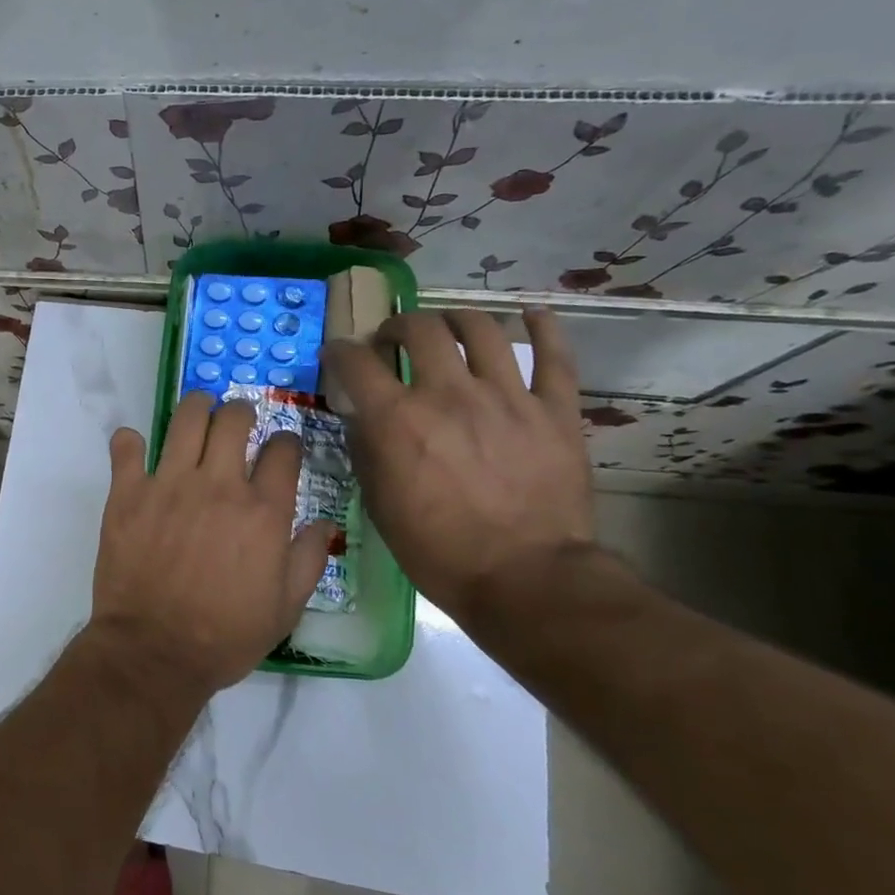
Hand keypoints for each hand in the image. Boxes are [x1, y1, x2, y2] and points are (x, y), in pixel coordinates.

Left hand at [88, 392, 333, 695]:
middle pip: (234, 420)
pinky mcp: (128, 493)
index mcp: (263, 511)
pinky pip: (127, 448)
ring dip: (196, 408)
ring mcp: (169, 485)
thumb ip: (308, 559)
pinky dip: (130, 442)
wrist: (155, 652)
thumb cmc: (225, 635)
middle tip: (238, 421)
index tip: (282, 447)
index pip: (283, 450)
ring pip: (186, 419)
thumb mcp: (286, 608)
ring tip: (198, 414)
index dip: (287, 442)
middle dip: (241, 411)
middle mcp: (219, 486)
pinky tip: (136, 448)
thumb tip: (322, 523)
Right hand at [322, 308, 593, 625]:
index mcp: (398, 419)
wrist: (526, 579)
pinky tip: (532, 314)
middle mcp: (448, 394)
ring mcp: (507, 397)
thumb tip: (362, 419)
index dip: (341, 351)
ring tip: (450, 329)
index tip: (339, 355)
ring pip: (482, 330)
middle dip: (399, 326)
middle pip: (421, 329)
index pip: (356, 362)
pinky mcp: (555, 410)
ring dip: (457, 320)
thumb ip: (367, 451)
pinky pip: (554, 357)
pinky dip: (544, 328)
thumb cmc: (438, 550)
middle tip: (394, 341)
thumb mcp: (379, 504)